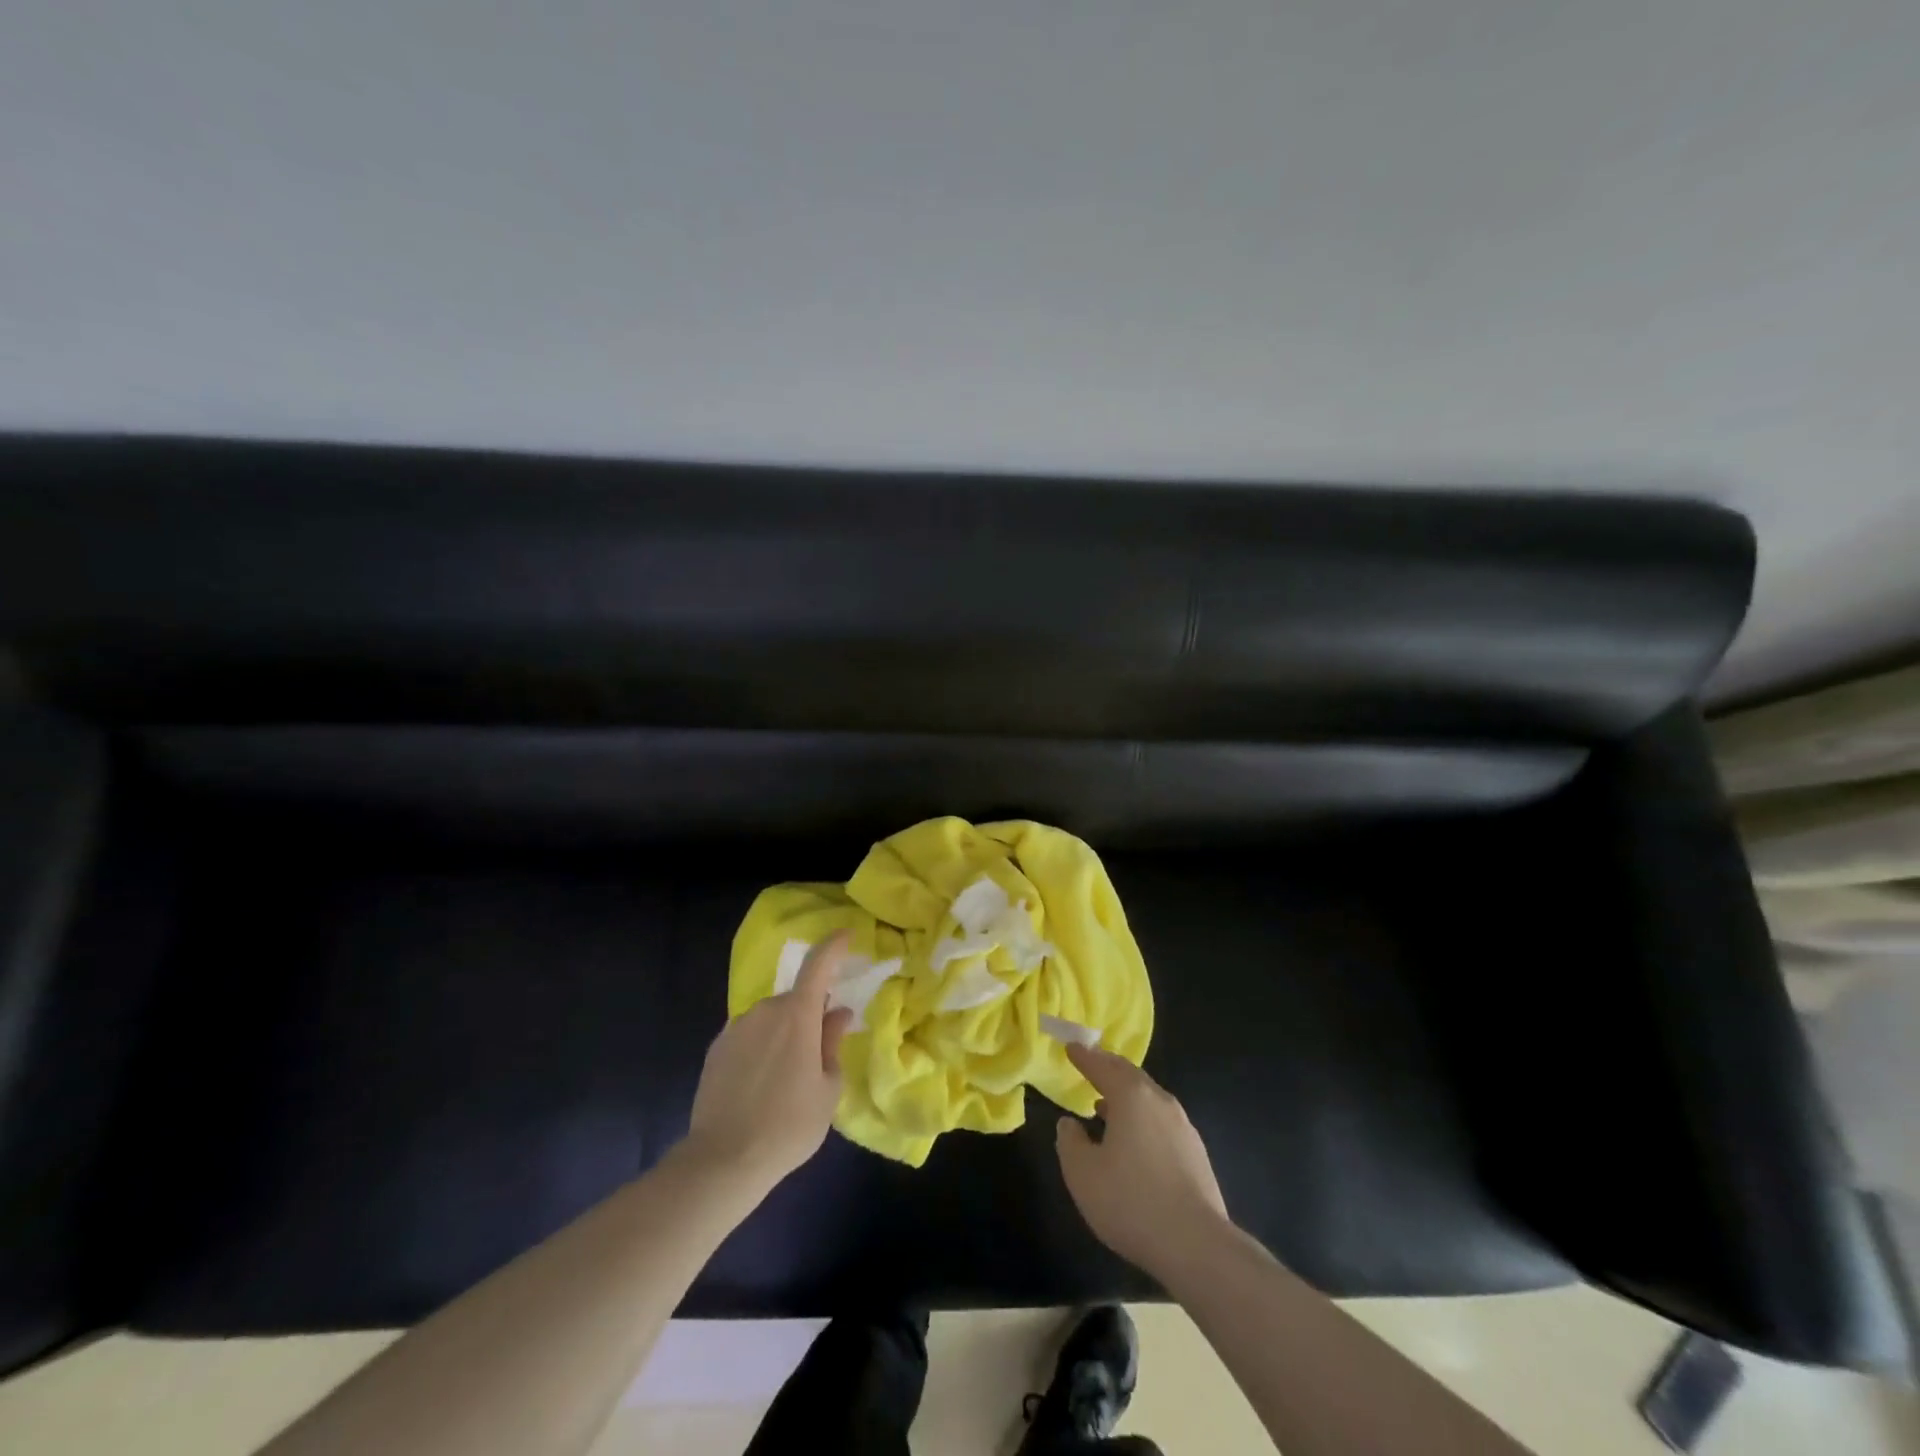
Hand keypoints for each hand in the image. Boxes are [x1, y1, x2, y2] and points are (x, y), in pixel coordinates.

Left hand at [685, 932, 853, 1191]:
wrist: (723, 1161)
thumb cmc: (789, 1125)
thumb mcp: (827, 1089)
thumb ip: (832, 1043)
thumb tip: (836, 1013)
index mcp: (797, 1015)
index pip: (818, 965)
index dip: (834, 946)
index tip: (847, 935)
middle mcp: (764, 1010)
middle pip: (795, 1000)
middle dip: (808, 1016)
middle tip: (817, 1054)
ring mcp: (736, 1028)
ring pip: (770, 1019)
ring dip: (783, 1034)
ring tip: (785, 1080)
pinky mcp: (716, 1049)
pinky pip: (749, 1036)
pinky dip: (760, 1048)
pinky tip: (760, 1085)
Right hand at [1056, 1043, 1230, 1279]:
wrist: (1197, 1245)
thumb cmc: (1131, 1202)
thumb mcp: (1082, 1173)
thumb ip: (1070, 1142)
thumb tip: (1070, 1124)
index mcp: (1131, 1096)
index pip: (1102, 1066)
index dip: (1084, 1056)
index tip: (1071, 1047)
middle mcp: (1160, 1101)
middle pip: (1130, 1075)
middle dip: (1108, 1068)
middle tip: (1090, 1065)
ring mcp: (1183, 1126)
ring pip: (1148, 1098)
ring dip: (1126, 1095)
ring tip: (1106, 1105)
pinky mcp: (1196, 1153)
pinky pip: (1161, 1121)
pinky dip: (1143, 1118)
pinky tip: (1135, 1140)